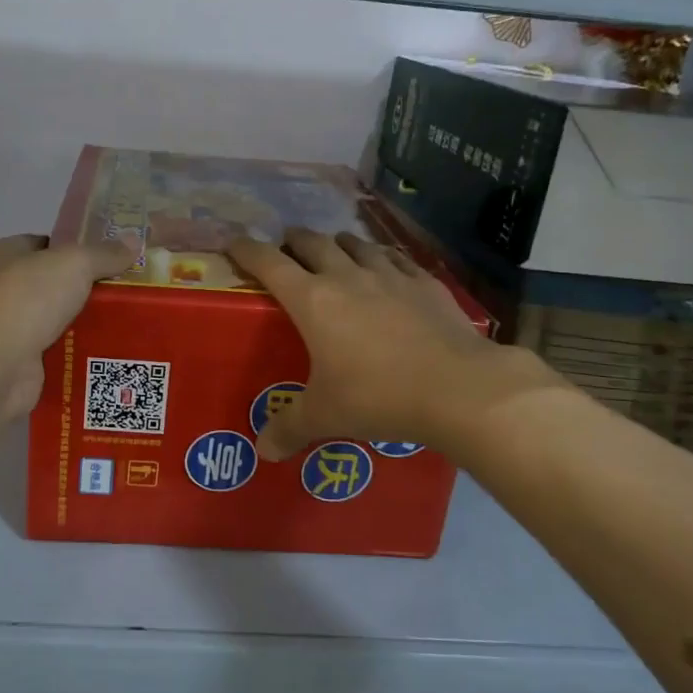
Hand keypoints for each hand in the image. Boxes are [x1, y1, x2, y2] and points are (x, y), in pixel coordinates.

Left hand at [0, 233, 137, 420]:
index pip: (45, 243)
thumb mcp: (74, 264)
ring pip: (58, 318)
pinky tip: (111, 350)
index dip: (77, 247)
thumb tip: (134, 241)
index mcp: (4, 254)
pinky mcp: (20, 361)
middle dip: (88, 287)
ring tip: (129, 321)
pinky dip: (79, 351)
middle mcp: (1, 288)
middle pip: (54, 282)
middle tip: (128, 289)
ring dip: (86, 321)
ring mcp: (9, 327)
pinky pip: (59, 350)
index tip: (112, 256)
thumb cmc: (28, 300)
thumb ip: (104, 253)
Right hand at [227, 229, 560, 460]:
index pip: (268, 262)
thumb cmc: (378, 397)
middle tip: (286, 250)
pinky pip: (395, 258)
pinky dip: (381, 258)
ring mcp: (389, 275)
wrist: (458, 388)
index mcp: (312, 300)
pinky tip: (386, 270)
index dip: (247, 250)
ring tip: (334, 253)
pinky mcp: (425, 282)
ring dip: (337, 244)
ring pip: (355, 243)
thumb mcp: (325, 416)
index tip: (234, 244)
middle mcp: (346, 276)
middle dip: (293, 241)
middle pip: (312, 242)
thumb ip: (289, 428)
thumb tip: (262, 450)